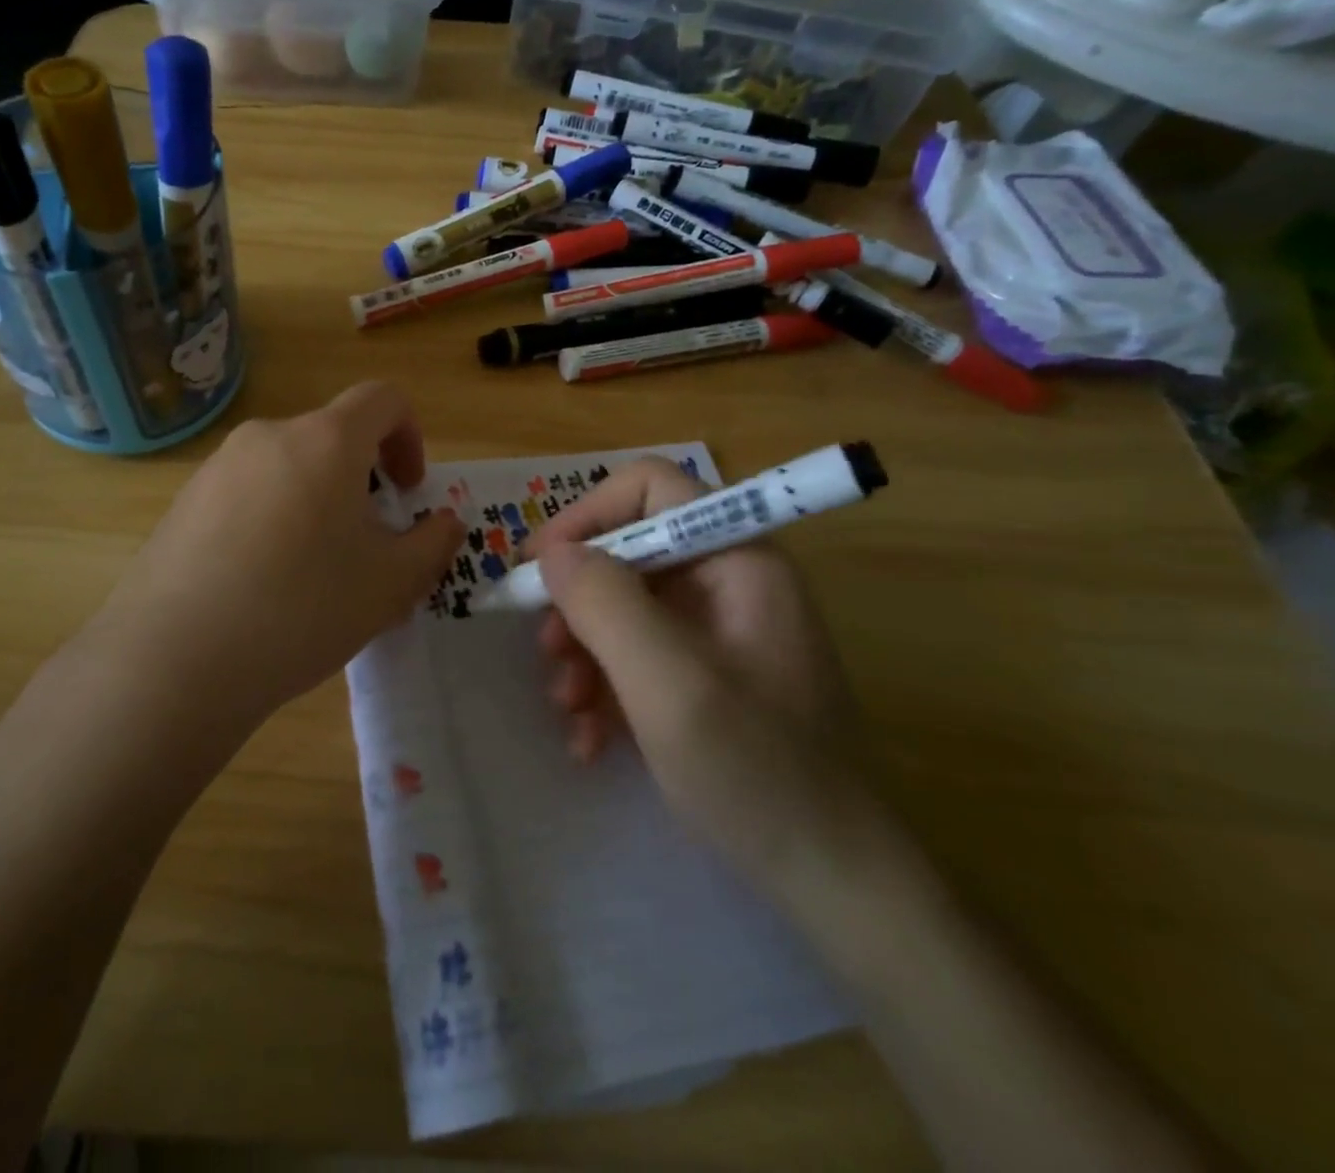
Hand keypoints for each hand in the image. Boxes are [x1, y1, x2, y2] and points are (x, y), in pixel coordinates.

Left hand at [85, 381, 462, 730]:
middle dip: (362, 482)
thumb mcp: (391, 584)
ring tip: (312, 574)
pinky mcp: (184, 502)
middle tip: (366, 547)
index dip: (410, 437)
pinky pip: (247, 494)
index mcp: (324, 441)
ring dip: (316, 503)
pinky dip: (272, 519)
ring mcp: (217, 467)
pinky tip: (260, 584)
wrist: (176, 659)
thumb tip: (445, 522)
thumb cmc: (302, 609)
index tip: (408, 492)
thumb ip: (433, 544)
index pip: (382, 400)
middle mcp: (268, 437)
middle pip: (332, 438)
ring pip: (288, 469)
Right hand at [529, 456, 866, 891]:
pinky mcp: (705, 674)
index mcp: (738, 559)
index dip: (588, 515)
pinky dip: (605, 688)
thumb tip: (552, 552)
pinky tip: (590, 739)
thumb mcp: (668, 683)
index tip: (539, 565)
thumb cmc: (755, 771)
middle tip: (548, 653)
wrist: (831, 882)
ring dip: (583, 653)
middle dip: (578, 602)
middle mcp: (728, 582)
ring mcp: (717, 631)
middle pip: (628, 552)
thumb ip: (606, 603)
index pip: (651, 488)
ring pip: (622, 607)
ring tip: (568, 710)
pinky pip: (637, 654)